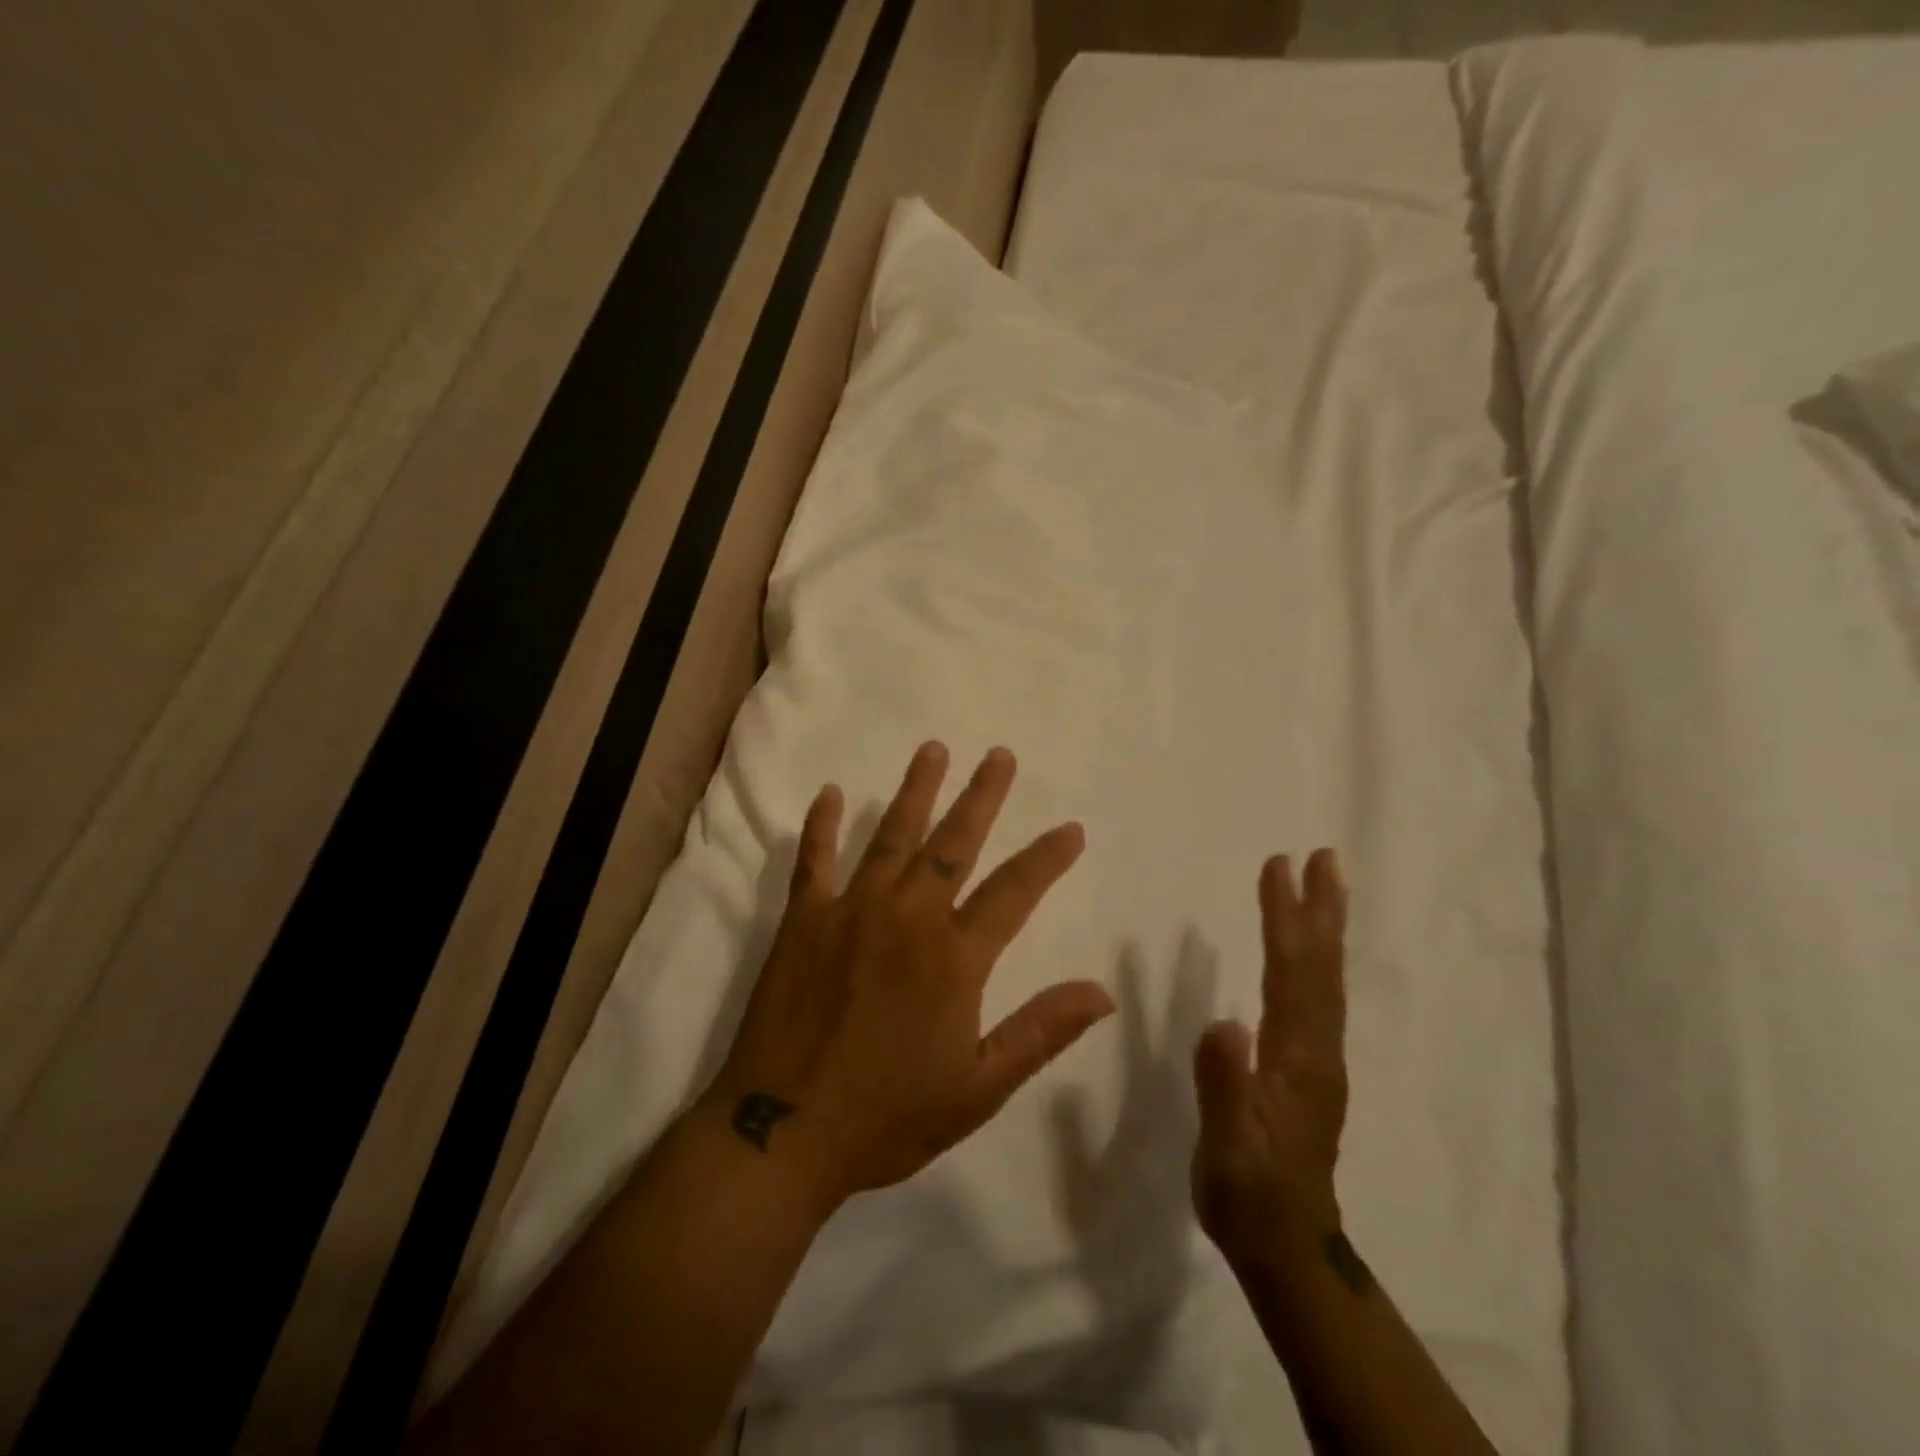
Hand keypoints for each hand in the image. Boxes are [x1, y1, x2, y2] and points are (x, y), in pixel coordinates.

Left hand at [707, 741, 1116, 1201]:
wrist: (782, 1133)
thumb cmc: (886, 1116)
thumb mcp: (978, 1088)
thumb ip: (1040, 1032)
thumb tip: (1103, 992)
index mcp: (954, 957)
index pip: (1013, 891)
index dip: (1047, 858)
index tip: (1071, 829)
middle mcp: (907, 917)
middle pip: (954, 842)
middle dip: (982, 796)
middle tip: (999, 755)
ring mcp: (850, 911)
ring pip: (891, 835)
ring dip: (916, 790)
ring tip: (933, 749)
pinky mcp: (803, 920)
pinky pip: (813, 860)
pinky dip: (820, 826)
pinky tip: (828, 793)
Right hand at [1191, 850, 1349, 1266]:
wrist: (1286, 1248)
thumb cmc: (1246, 1194)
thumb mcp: (1226, 1148)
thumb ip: (1225, 1086)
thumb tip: (1226, 1022)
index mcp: (1296, 1058)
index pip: (1291, 973)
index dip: (1284, 918)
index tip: (1278, 866)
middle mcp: (1318, 1049)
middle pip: (1320, 968)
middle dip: (1320, 909)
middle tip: (1322, 856)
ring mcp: (1320, 1058)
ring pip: (1325, 980)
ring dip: (1324, 928)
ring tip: (1324, 884)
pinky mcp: (1312, 1067)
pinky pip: (1318, 996)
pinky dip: (1317, 958)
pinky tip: (1309, 949)